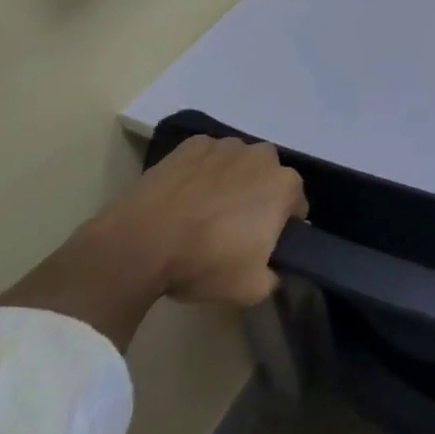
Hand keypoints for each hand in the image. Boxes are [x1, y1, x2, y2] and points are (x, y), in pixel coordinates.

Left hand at [100, 136, 307, 308]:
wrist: (138, 244)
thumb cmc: (203, 262)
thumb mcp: (251, 289)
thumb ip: (274, 276)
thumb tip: (272, 269)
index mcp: (285, 185)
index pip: (296, 206)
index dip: (281, 227)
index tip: (261, 246)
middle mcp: (263, 156)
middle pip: (268, 179)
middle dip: (258, 199)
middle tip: (232, 230)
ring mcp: (226, 145)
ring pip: (238, 165)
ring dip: (231, 182)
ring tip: (203, 212)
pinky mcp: (192, 144)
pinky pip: (207, 158)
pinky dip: (202, 172)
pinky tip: (184, 196)